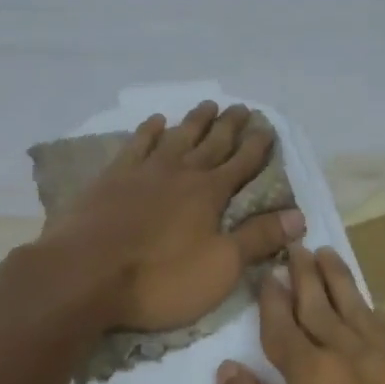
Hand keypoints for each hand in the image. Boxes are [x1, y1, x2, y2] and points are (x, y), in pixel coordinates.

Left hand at [39, 102, 304, 331]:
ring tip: (208, 105)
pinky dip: (148, 131)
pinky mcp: (111, 178)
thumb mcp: (220, 267)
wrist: (85, 274)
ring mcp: (143, 171)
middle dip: (230, 126)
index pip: (242, 164)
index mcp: (209, 194)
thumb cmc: (160, 279)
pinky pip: (136, 145)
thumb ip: (258, 239)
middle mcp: (180, 173)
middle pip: (211, 143)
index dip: (257, 146)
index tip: (268, 128)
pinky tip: (156, 121)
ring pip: (176, 137)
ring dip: (194, 122)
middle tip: (242, 107)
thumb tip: (299, 216)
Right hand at [217, 245, 384, 383]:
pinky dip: (378, 319)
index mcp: (314, 378)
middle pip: (325, 306)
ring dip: (343, 284)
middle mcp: (357, 362)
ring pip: (364, 314)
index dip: (272, 298)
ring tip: (329, 256)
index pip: (285, 324)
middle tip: (296, 244)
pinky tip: (374, 312)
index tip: (267, 273)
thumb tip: (232, 369)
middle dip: (306, 274)